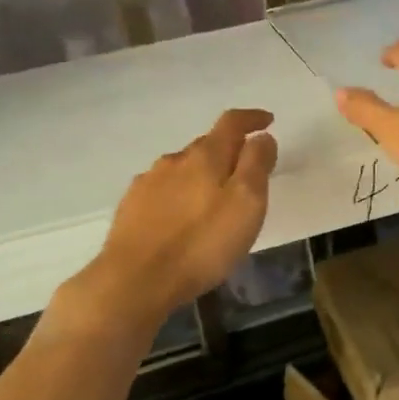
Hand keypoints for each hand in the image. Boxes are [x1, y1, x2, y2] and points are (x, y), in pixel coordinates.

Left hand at [88, 108, 278, 320]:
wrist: (133, 281)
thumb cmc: (201, 243)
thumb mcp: (246, 204)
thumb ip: (256, 165)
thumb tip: (262, 137)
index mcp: (205, 156)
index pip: (231, 122)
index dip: (252, 118)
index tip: (268, 121)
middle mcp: (174, 160)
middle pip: (206, 145)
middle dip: (228, 151)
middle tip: (245, 171)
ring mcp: (148, 182)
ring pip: (182, 168)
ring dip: (201, 174)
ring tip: (214, 198)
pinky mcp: (130, 207)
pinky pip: (162, 190)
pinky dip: (179, 194)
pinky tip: (181, 217)